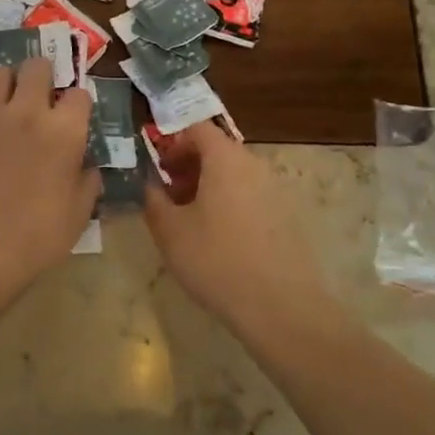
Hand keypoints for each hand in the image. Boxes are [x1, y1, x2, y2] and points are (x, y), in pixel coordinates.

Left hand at [0, 57, 98, 285]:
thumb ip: (88, 179)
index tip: (75, 120)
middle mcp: (28, 111)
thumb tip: (86, 165)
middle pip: (37, 66)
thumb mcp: (80, 210)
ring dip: (8, 84)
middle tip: (42, 98)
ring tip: (10, 103)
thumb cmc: (40, 234)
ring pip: (0, 73)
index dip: (78, 106)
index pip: (80, 93)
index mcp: (65, 130)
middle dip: (43, 77)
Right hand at [143, 120, 329, 327]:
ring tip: (189, 219)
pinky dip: (229, 204)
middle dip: (188, 166)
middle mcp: (254, 165)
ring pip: (234, 175)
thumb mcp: (169, 230)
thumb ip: (152, 199)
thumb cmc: (216, 259)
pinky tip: (217, 239)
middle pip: (217, 150)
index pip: (196, 128)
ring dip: (208, 186)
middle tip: (167, 195)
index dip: (172, 142)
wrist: (280, 307)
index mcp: (225, 158)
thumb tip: (148, 184)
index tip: (156, 167)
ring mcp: (275, 190)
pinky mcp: (287, 217)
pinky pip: (250, 196)